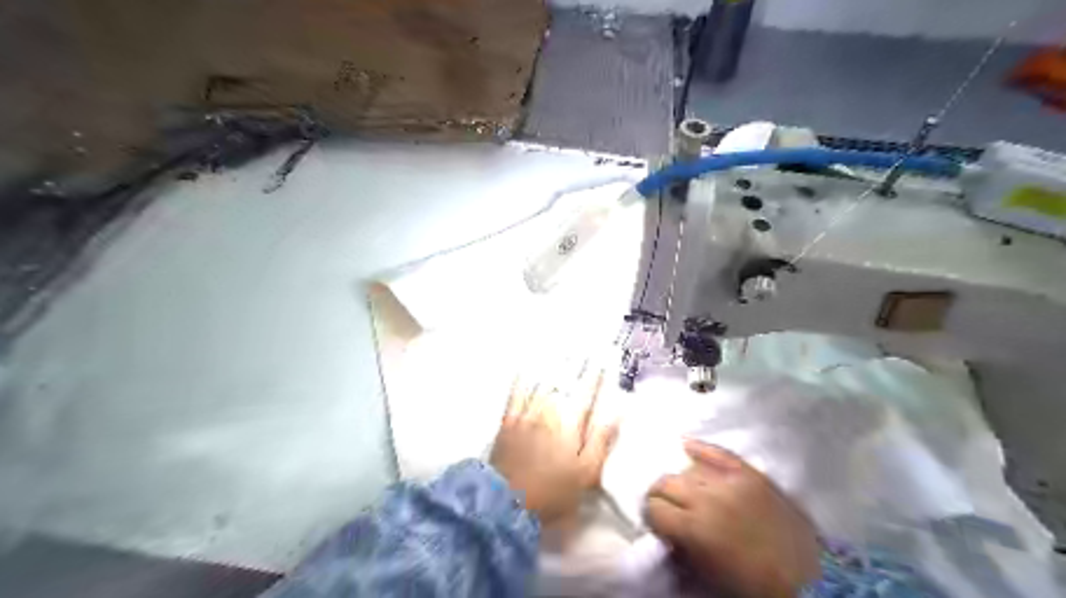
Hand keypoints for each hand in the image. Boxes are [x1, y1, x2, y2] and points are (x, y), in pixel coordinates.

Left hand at [488, 364, 615, 522]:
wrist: (507, 503)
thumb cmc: (553, 491)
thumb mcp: (586, 473)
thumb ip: (601, 441)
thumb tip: (618, 413)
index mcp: (571, 424)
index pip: (587, 393)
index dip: (596, 375)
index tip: (604, 358)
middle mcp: (549, 411)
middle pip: (565, 383)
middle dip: (576, 364)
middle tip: (584, 347)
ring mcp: (526, 414)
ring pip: (542, 383)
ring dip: (553, 365)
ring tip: (560, 349)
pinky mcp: (508, 421)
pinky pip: (516, 393)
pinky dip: (521, 379)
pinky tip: (524, 367)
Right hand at [646, 440, 818, 597]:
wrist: (809, 578)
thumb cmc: (753, 585)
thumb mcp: (708, 576)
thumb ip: (679, 550)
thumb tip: (663, 533)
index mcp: (695, 529)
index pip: (654, 508)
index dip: (652, 517)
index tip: (658, 524)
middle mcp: (707, 498)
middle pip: (666, 482)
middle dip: (660, 496)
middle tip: (667, 508)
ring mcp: (731, 481)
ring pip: (688, 469)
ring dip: (682, 481)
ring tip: (687, 492)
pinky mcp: (750, 473)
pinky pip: (718, 452)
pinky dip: (700, 449)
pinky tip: (687, 446)